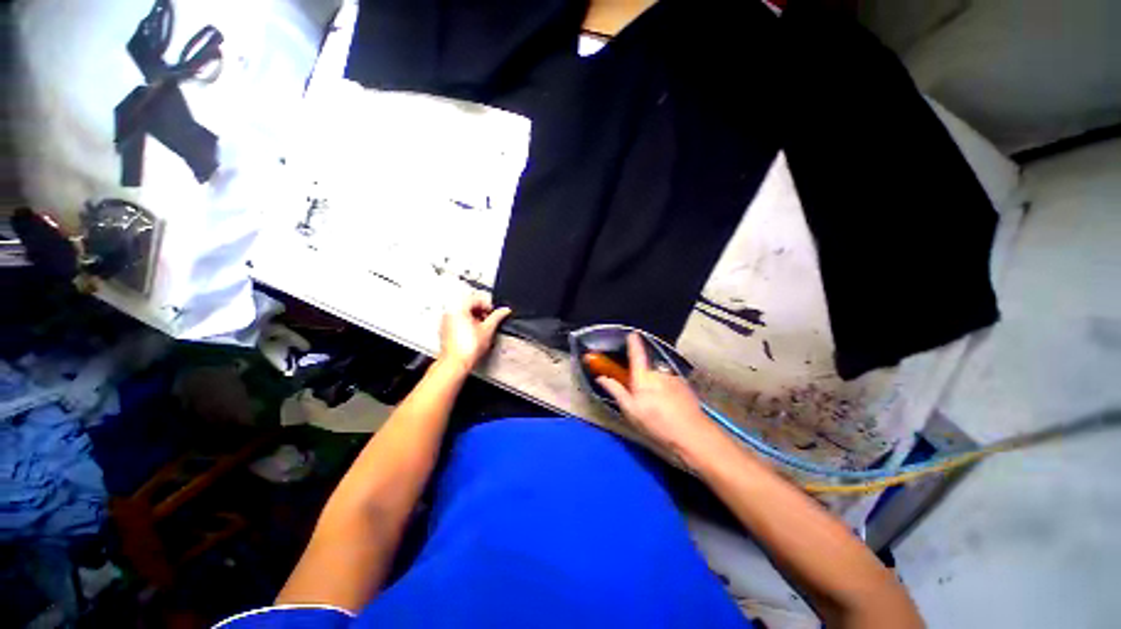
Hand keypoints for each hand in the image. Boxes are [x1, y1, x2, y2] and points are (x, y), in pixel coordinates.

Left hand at [438, 294, 511, 374]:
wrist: (455, 363)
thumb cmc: (467, 349)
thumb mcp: (488, 329)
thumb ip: (497, 317)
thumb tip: (504, 310)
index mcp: (459, 308)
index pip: (476, 298)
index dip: (488, 305)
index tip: (494, 313)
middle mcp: (450, 312)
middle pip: (469, 304)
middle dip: (481, 311)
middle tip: (489, 320)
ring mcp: (446, 321)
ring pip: (463, 312)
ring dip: (475, 317)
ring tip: (482, 328)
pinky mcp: (445, 329)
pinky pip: (457, 320)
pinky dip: (467, 323)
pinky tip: (473, 333)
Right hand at [596, 333, 724, 463]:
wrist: (692, 434)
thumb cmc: (656, 424)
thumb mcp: (631, 411)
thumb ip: (616, 391)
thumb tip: (600, 377)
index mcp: (643, 378)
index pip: (636, 355)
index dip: (633, 343)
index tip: (632, 333)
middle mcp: (658, 373)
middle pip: (647, 371)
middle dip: (643, 380)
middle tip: (642, 400)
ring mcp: (673, 378)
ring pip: (659, 379)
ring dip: (656, 387)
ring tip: (658, 407)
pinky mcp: (684, 385)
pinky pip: (670, 384)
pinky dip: (667, 391)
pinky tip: (670, 407)